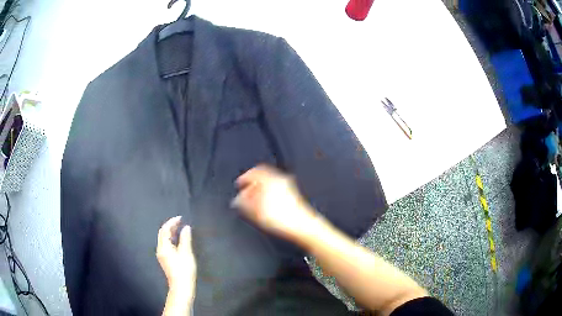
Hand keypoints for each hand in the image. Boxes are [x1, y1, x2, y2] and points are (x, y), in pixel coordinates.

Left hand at [157, 216, 196, 299]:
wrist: (181, 286)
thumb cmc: (184, 270)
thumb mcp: (186, 253)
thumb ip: (185, 239)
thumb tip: (186, 228)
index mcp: (164, 247)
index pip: (165, 229)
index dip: (172, 222)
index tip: (180, 218)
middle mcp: (160, 250)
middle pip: (163, 234)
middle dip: (170, 226)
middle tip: (180, 222)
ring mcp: (162, 255)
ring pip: (164, 239)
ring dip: (171, 232)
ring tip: (180, 229)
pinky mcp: (165, 260)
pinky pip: (166, 245)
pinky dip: (171, 239)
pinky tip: (178, 241)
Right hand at [232, 165, 317, 240]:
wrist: (302, 226)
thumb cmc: (282, 218)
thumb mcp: (255, 211)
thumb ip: (243, 203)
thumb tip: (237, 200)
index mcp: (271, 179)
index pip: (254, 172)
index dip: (244, 178)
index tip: (239, 184)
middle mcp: (280, 180)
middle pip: (263, 177)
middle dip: (252, 185)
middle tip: (245, 193)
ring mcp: (288, 187)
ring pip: (270, 184)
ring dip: (260, 191)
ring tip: (254, 201)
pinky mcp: (293, 196)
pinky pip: (277, 191)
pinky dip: (269, 195)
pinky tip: (266, 206)